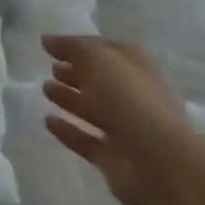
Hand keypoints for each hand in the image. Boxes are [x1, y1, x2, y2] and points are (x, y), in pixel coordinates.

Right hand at [43, 36, 204, 204]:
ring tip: (45, 89)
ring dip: (69, 99)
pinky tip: (47, 121)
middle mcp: (132, 96)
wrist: (160, 164)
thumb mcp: (98, 59)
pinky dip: (68, 130)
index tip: (49, 45)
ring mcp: (125, 129)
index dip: (79, 45)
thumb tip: (48, 40)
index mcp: (136, 67)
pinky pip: (86, 140)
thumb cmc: (130, 99)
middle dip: (75, 72)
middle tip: (50, 67)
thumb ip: (72, 47)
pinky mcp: (114, 158)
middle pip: (100, 80)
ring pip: (92, 110)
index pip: (106, 50)